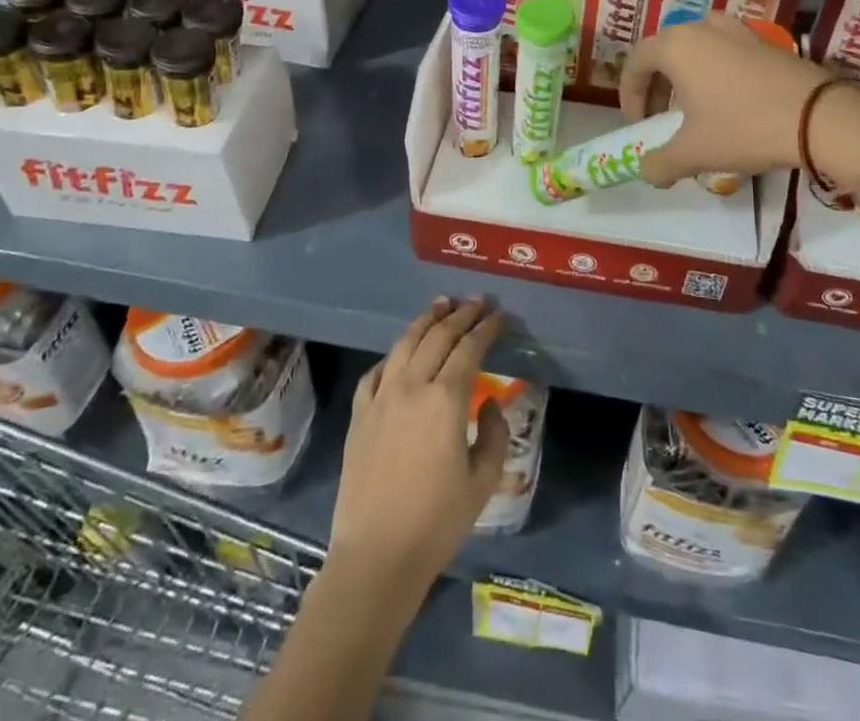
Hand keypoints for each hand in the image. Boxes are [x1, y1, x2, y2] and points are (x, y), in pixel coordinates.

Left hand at [330, 298, 508, 590]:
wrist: (376, 557)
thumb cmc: (436, 522)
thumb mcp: (483, 482)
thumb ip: (494, 434)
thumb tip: (488, 402)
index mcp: (446, 399)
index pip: (470, 348)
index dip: (487, 328)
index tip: (499, 316)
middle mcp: (412, 386)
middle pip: (438, 336)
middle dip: (461, 315)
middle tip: (477, 302)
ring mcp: (381, 397)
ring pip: (405, 343)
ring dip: (426, 320)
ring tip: (441, 306)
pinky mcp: (360, 415)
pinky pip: (376, 372)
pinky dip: (393, 355)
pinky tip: (400, 353)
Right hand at [619, 13, 859, 189]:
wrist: (819, 117)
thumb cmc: (743, 128)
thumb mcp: (693, 153)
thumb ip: (659, 163)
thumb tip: (647, 171)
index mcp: (675, 45)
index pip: (635, 63)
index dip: (628, 96)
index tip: (638, 126)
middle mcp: (702, 28)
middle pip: (663, 51)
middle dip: (655, 86)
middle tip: (660, 118)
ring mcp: (737, 30)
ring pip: (695, 48)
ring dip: (685, 76)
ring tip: (693, 108)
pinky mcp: (764, 42)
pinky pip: (724, 51)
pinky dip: (714, 72)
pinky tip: (729, 103)